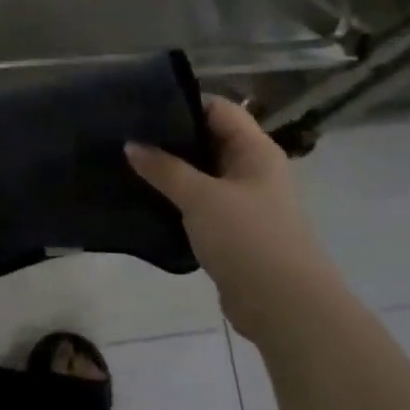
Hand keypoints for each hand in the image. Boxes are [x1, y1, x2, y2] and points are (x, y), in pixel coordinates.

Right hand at [126, 99, 331, 343]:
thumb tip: (131, 144)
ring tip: (127, 164)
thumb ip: (164, 169)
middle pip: (208, 140)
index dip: (181, 103)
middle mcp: (252, 169)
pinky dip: (176, 200)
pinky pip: (200, 204)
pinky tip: (144, 199)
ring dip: (170, 171)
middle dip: (169, 138)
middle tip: (125, 135)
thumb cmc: (247, 238)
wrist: (283, 306)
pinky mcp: (232, 230)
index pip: (217, 108)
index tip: (140, 106)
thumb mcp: (201, 197)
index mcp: (255, 150)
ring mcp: (243, 201)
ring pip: (201, 174)